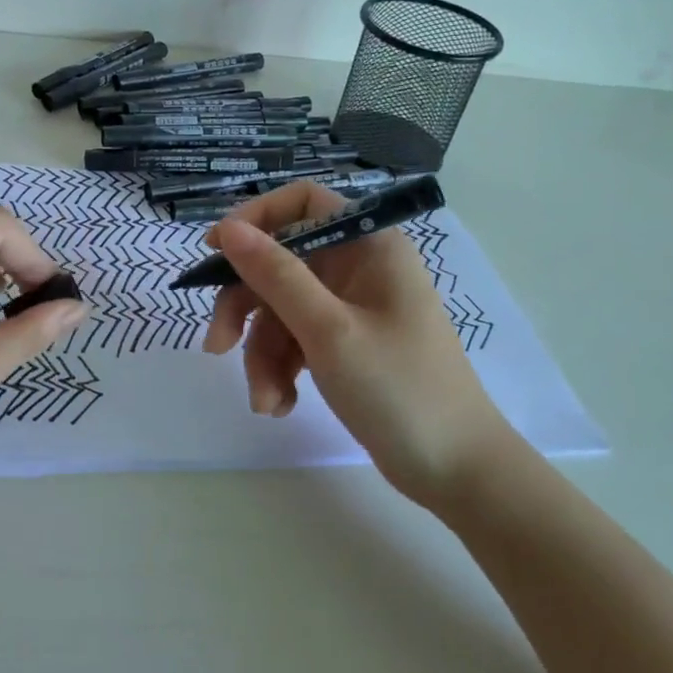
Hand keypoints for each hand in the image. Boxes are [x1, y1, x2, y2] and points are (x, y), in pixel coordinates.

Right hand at [201, 181, 517, 497]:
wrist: (456, 470)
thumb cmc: (399, 389)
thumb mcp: (328, 330)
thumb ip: (275, 274)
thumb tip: (228, 228)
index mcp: (369, 246)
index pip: (303, 202)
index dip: (256, 218)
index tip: (216, 251)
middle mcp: (359, 268)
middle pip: (280, 263)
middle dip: (246, 307)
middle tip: (217, 346)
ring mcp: (351, 308)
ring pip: (281, 310)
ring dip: (262, 355)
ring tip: (266, 402)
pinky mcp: (345, 344)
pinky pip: (296, 341)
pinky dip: (281, 371)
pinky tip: (281, 406)